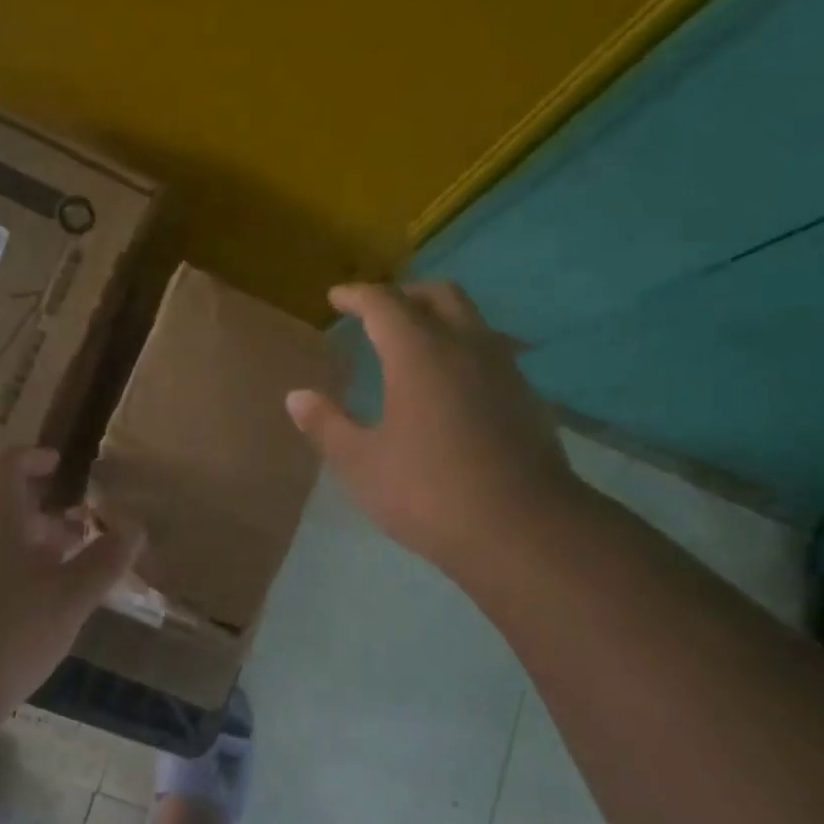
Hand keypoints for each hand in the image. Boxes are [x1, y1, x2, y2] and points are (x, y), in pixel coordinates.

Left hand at [0, 448, 140, 706]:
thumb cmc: (7, 630)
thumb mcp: (71, 597)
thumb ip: (105, 559)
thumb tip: (133, 528)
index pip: (6, 463)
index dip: (33, 459)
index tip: (57, 466)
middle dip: (36, 515)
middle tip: (72, 537)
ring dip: (14, 548)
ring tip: (48, 580)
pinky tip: (10, 615)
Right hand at [285, 281, 579, 575]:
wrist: (524, 529)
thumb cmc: (429, 492)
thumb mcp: (362, 464)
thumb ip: (327, 425)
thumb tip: (297, 397)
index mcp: (419, 353)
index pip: (384, 303)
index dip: (357, 296)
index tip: (336, 298)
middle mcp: (465, 347)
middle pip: (438, 295)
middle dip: (404, 294)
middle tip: (378, 311)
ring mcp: (503, 370)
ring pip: (471, 320)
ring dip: (439, 318)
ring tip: (414, 343)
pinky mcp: (526, 397)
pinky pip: (490, 351)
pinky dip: (462, 349)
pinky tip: (451, 384)